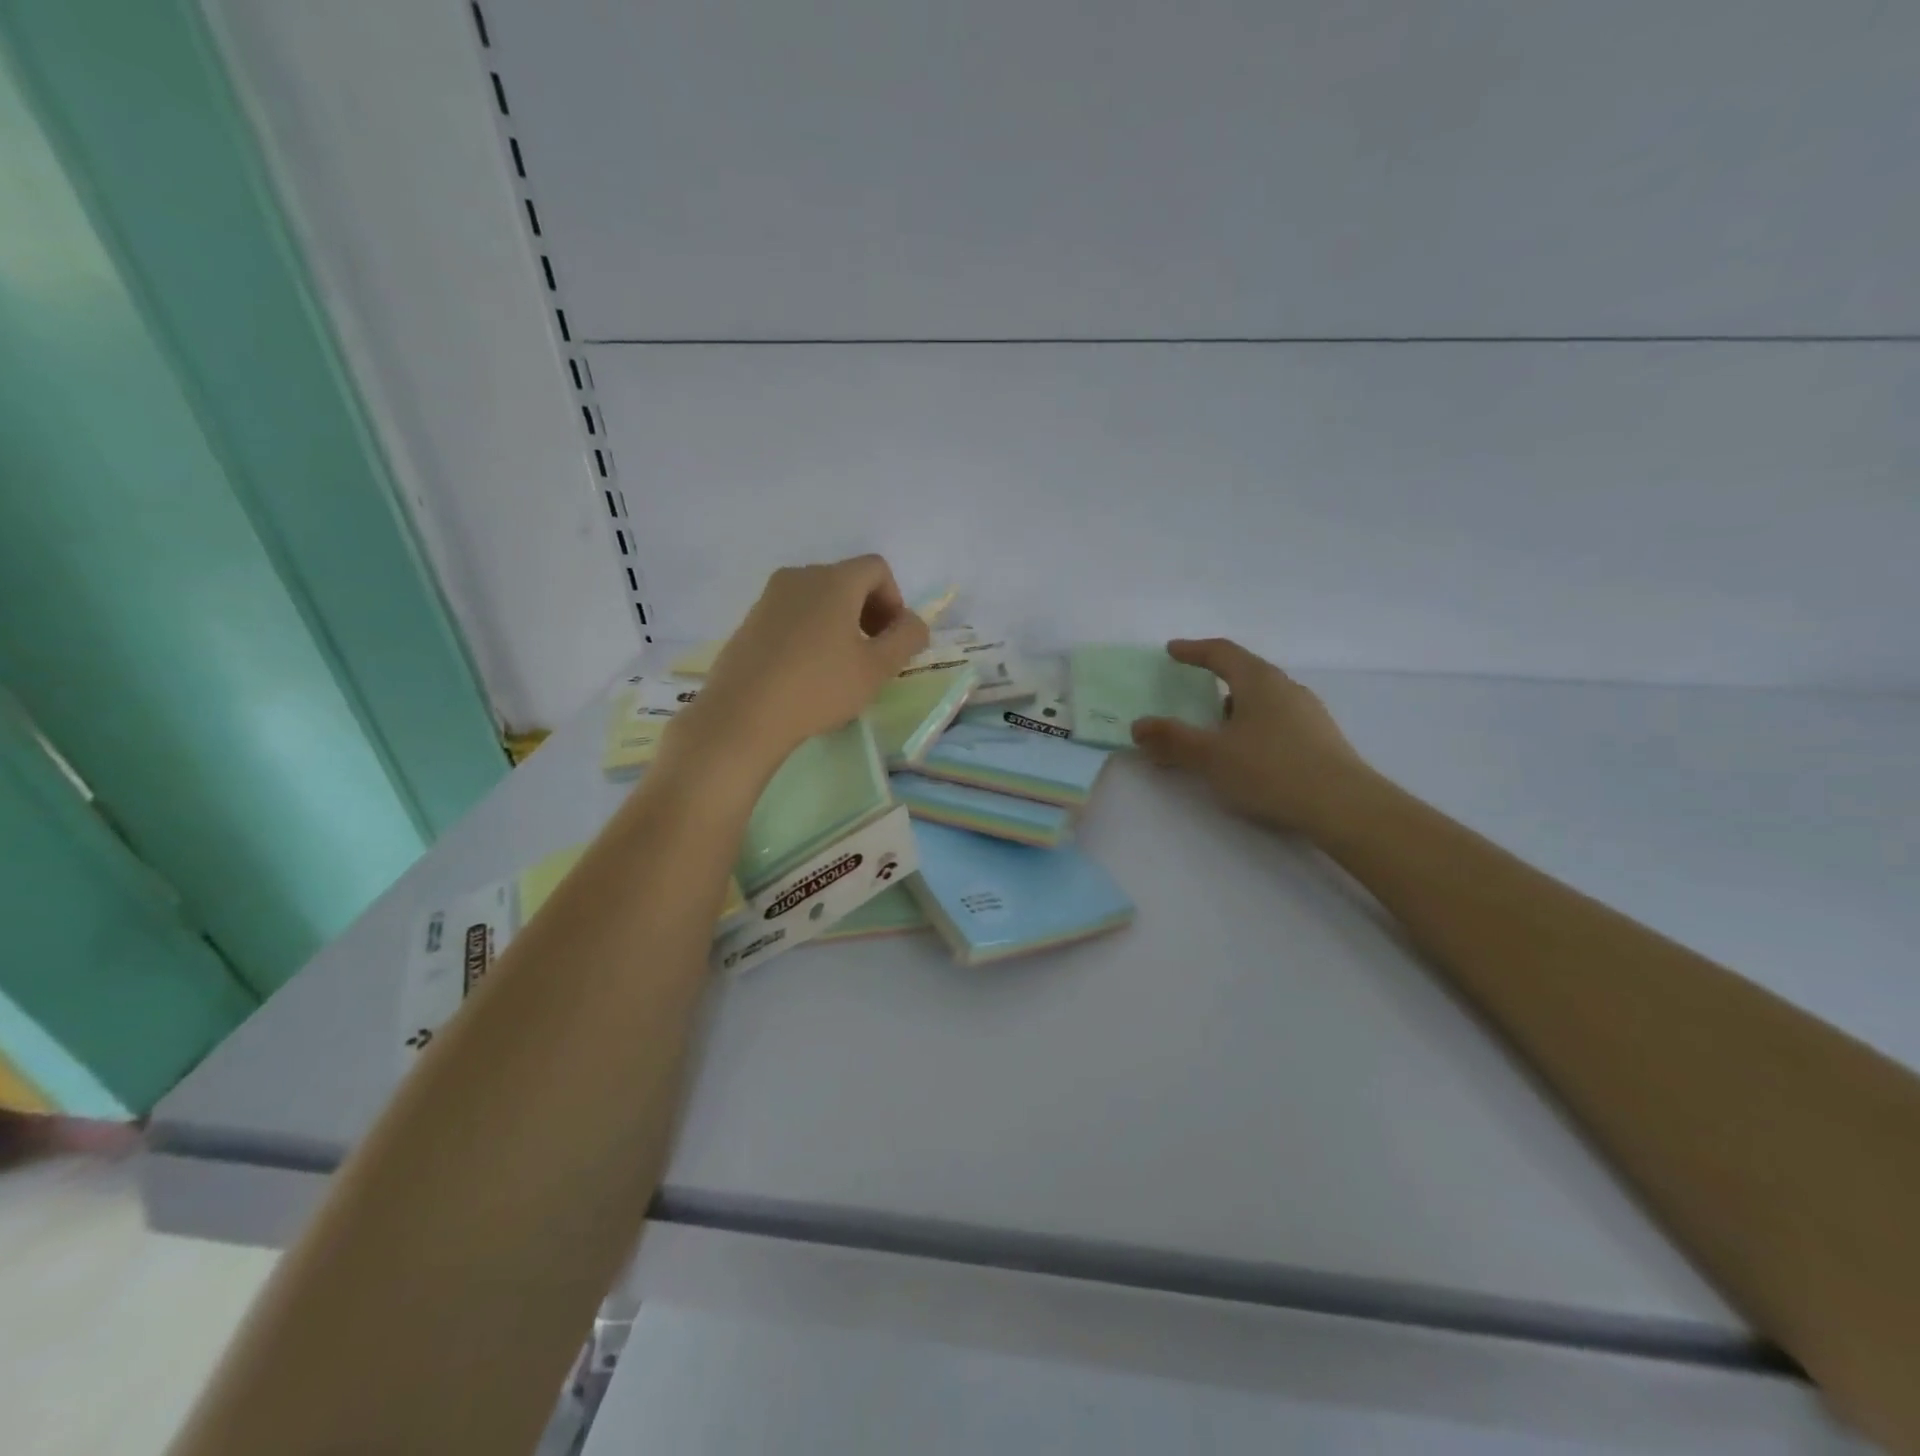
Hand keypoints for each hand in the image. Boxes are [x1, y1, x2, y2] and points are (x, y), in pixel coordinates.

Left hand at [671, 556, 930, 771]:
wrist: (743, 715)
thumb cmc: (819, 688)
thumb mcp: (877, 668)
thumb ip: (906, 638)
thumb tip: (913, 623)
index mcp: (834, 580)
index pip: (877, 568)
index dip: (894, 600)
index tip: (891, 639)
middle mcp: (800, 576)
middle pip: (847, 580)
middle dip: (868, 611)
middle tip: (872, 653)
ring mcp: (770, 596)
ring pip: (818, 597)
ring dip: (840, 622)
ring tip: (839, 665)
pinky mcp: (750, 619)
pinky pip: (793, 613)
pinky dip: (811, 630)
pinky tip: (807, 671)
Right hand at [1131, 639, 1373, 833]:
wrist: (1344, 807)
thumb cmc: (1271, 770)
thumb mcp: (1211, 756)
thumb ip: (1172, 740)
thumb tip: (1138, 726)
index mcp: (1259, 681)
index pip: (1222, 653)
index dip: (1194, 650)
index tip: (1172, 651)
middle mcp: (1286, 689)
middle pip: (1245, 674)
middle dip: (1215, 681)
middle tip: (1192, 693)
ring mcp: (1308, 714)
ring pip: (1263, 701)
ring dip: (1235, 710)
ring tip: (1216, 732)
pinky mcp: (1320, 741)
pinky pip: (1277, 723)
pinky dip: (1253, 729)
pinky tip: (1248, 756)